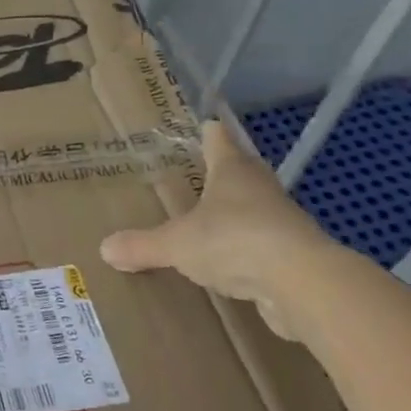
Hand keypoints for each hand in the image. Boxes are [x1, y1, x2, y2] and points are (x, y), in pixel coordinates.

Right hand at [100, 120, 338, 339]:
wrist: (305, 284)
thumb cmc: (235, 241)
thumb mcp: (177, 244)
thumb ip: (142, 245)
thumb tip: (105, 248)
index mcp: (232, 171)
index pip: (219, 140)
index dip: (209, 133)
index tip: (204, 125)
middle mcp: (260, 189)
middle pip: (242, 170)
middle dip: (224, 171)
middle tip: (199, 173)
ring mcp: (283, 222)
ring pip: (255, 208)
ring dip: (238, 212)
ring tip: (210, 221)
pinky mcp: (295, 256)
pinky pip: (264, 245)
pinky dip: (248, 250)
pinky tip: (232, 264)